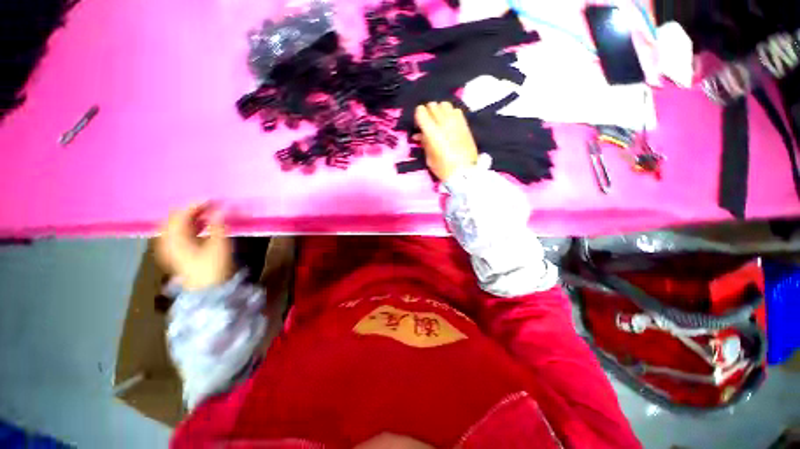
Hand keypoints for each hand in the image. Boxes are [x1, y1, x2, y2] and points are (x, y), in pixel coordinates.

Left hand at [156, 204, 233, 290]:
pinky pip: (175, 235)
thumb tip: (221, 208)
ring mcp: (169, 249)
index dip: (196, 205)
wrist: (207, 291)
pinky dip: (186, 228)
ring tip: (204, 215)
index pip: (180, 214)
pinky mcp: (175, 255)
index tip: (213, 200)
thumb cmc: (213, 267)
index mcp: (175, 238)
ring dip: (187, 219)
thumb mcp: (219, 244)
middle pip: (172, 219)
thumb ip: (218, 225)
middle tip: (207, 207)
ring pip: (173, 227)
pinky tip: (197, 227)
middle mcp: (167, 242)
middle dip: (189, 210)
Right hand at [414, 101, 478, 181]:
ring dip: (439, 111)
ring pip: (444, 104)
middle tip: (428, 124)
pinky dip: (450, 113)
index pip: (420, 111)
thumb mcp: (428, 158)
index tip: (419, 125)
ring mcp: (456, 121)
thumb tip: (419, 135)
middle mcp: (443, 122)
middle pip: (432, 105)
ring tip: (439, 121)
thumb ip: (424, 143)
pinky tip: (449, 123)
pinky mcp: (465, 123)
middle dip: (428, 113)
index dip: (418, 116)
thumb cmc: (443, 168)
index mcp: (432, 132)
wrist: (465, 172)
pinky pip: (456, 110)